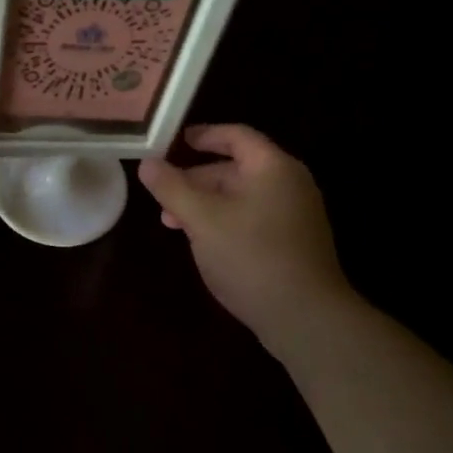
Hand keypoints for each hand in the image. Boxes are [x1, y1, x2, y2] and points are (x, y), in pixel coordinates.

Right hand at [138, 125, 355, 358]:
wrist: (304, 316)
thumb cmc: (251, 256)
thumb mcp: (202, 219)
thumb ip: (172, 188)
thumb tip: (147, 163)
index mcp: (273, 167)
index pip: (236, 136)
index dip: (203, 135)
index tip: (173, 142)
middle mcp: (289, 184)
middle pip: (236, 168)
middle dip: (195, 178)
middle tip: (162, 194)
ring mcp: (294, 215)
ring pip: (241, 197)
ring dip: (205, 203)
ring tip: (173, 223)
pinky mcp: (293, 242)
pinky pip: (252, 218)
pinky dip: (224, 221)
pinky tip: (203, 242)